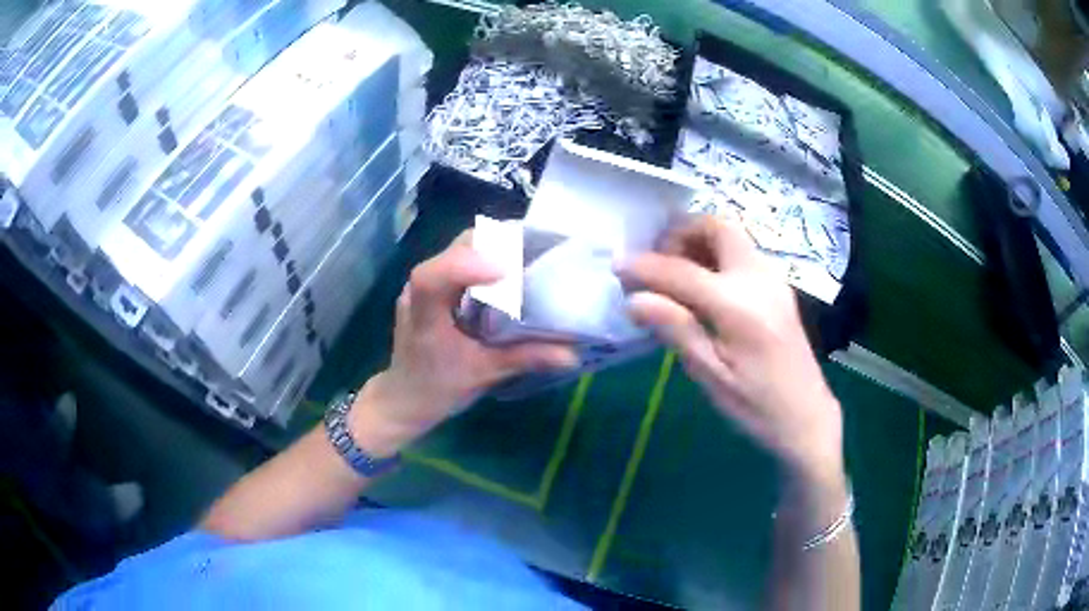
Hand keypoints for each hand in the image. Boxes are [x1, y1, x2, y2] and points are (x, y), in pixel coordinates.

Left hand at [349, 232, 577, 456]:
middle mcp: (418, 290)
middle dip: (495, 244)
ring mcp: (421, 285)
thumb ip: (524, 359)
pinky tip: (507, 268)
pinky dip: (484, 257)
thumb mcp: (483, 374)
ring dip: (492, 246)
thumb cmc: (438, 388)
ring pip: (456, 249)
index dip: (467, 265)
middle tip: (536, 249)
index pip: (432, 277)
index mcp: (425, 315)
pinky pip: (457, 259)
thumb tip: (571, 353)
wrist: (403, 397)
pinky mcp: (429, 286)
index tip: (507, 269)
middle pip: (453, 250)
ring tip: (527, 253)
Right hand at [617, 215, 843, 482]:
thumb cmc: (756, 407)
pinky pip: (742, 253)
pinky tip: (702, 287)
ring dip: (699, 242)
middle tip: (657, 263)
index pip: (683, 272)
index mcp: (740, 307)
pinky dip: (716, 255)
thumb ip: (676, 330)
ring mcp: (773, 280)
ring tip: (674, 275)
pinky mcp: (778, 287)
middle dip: (681, 233)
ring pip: (732, 236)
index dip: (646, 266)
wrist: (807, 417)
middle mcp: (760, 280)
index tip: (617, 265)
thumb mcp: (712, 377)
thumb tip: (635, 299)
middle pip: (718, 227)